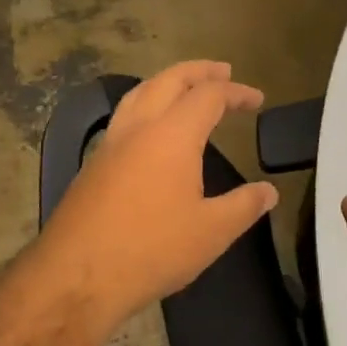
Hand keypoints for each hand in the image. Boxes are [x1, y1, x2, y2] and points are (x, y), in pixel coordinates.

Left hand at [37, 61, 278, 325]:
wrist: (76, 274)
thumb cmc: (152, 249)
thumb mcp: (211, 232)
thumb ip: (244, 206)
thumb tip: (269, 191)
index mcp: (173, 134)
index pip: (209, 95)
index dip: (236, 92)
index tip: (257, 100)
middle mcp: (139, 127)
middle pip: (169, 79)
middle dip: (199, 71)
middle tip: (223, 71)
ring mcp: (111, 143)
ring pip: (140, 92)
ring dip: (167, 81)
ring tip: (186, 87)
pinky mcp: (93, 163)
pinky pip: (124, 116)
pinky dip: (146, 104)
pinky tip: (151, 128)